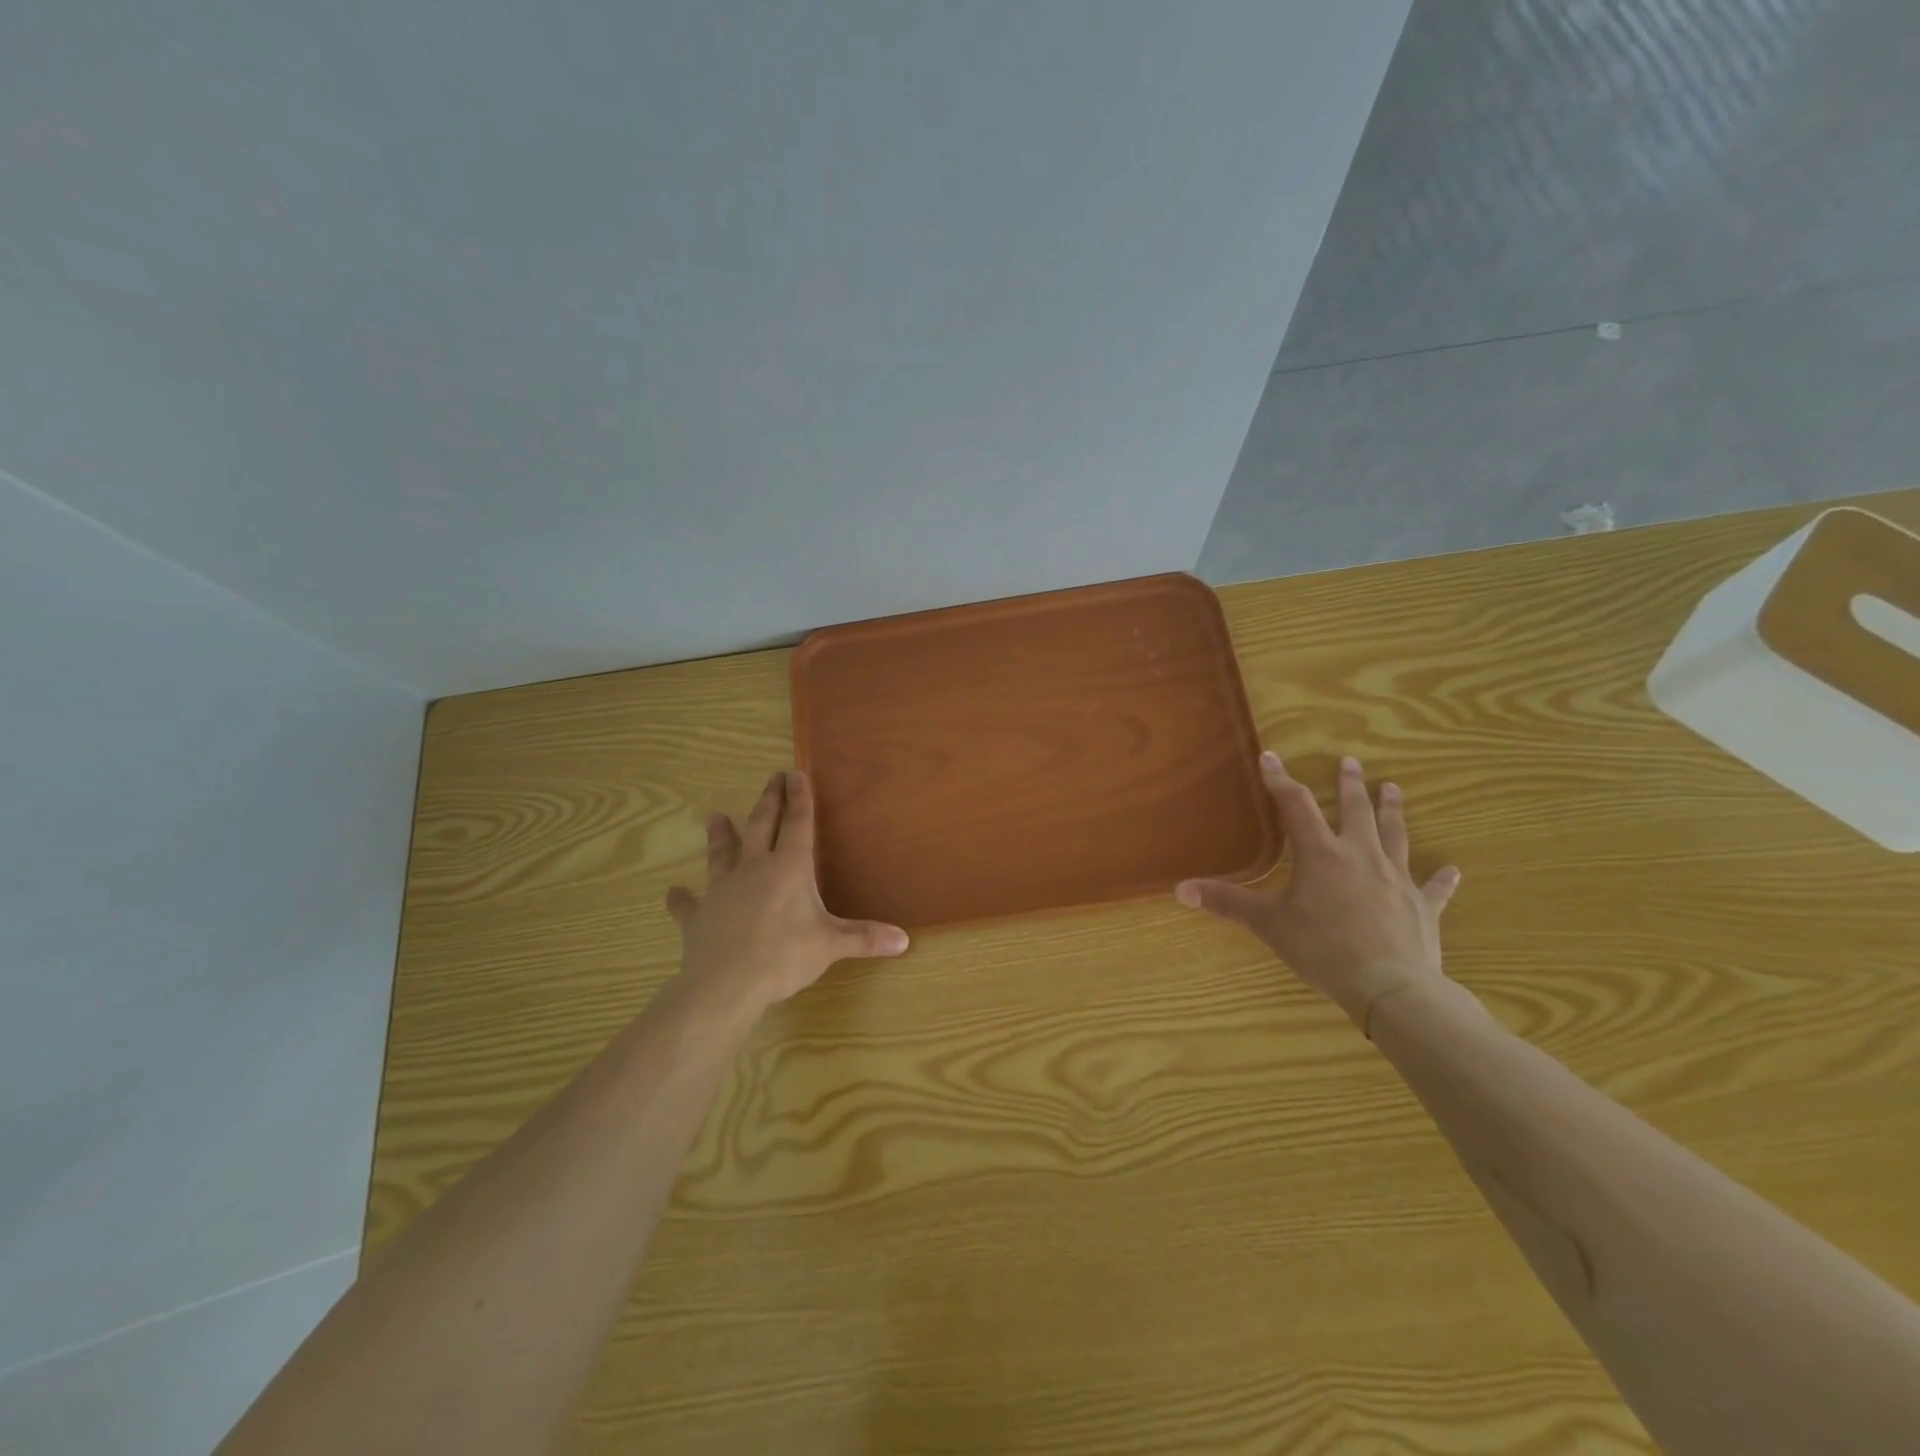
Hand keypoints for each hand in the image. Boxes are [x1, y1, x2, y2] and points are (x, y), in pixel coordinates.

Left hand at [666, 770, 908, 1012]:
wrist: (725, 984)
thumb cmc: (783, 956)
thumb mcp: (831, 945)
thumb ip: (865, 938)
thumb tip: (905, 940)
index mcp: (788, 868)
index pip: (797, 824)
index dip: (799, 799)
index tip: (796, 774)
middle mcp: (754, 869)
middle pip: (761, 826)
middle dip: (768, 801)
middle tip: (771, 778)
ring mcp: (722, 890)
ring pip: (722, 854)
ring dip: (720, 835)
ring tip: (715, 816)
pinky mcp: (698, 916)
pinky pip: (688, 904)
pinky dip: (682, 899)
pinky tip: (672, 892)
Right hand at [1175, 752, 1460, 1030]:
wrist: (1391, 987)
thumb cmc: (1323, 949)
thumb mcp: (1269, 925)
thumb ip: (1228, 903)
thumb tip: (1181, 888)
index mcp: (1321, 855)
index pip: (1296, 806)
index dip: (1281, 780)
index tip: (1271, 757)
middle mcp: (1361, 856)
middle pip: (1356, 811)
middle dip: (1350, 785)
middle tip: (1351, 761)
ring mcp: (1397, 879)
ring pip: (1395, 835)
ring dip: (1392, 811)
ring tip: (1392, 788)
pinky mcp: (1422, 906)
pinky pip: (1433, 887)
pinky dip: (1441, 878)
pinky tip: (1452, 869)